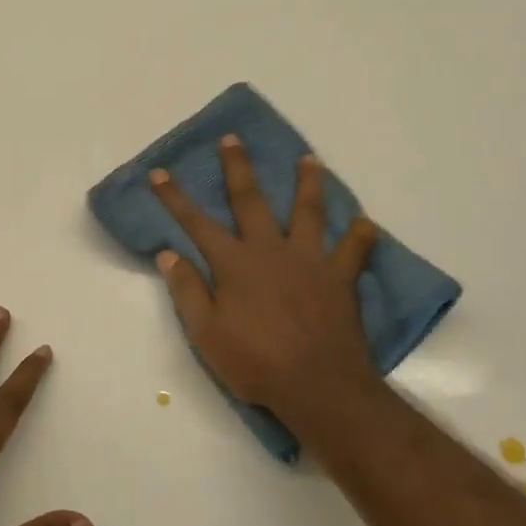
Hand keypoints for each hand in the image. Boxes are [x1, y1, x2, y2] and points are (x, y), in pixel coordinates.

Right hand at [150, 136, 380, 425]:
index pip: (197, 224)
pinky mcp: (340, 278)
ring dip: (308, 183)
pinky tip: (365, 222)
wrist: (318, 386)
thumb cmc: (256, 363)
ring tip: (309, 159)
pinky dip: (361, 235)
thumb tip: (167, 254)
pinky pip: (355, 250)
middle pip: (251, 201)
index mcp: (235, 264)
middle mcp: (271, 250)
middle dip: (238, 168)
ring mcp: (310, 260)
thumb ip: (187, 291)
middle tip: (232, 139)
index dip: (175, 198)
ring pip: (309, 211)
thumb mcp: (206, 334)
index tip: (159, 171)